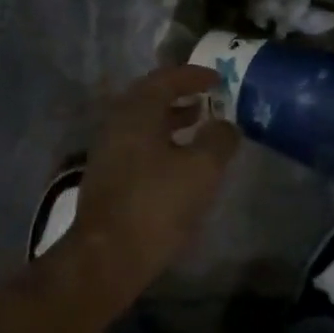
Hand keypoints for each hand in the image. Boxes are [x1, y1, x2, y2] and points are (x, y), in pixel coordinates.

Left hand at [64, 65, 240, 304]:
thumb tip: (226, 125)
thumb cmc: (156, 204)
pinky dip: (160, 140)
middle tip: (207, 97)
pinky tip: (178, 160)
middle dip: (180, 94)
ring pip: (143, 122)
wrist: (106, 257)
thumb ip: (219, 139)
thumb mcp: (202, 169)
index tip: (217, 78)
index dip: (193, 75)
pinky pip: (137, 143)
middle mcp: (117, 123)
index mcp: (137, 111)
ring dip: (171, 118)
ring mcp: (108, 150)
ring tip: (198, 125)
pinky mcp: (107, 176)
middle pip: (150, 97)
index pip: (166, 78)